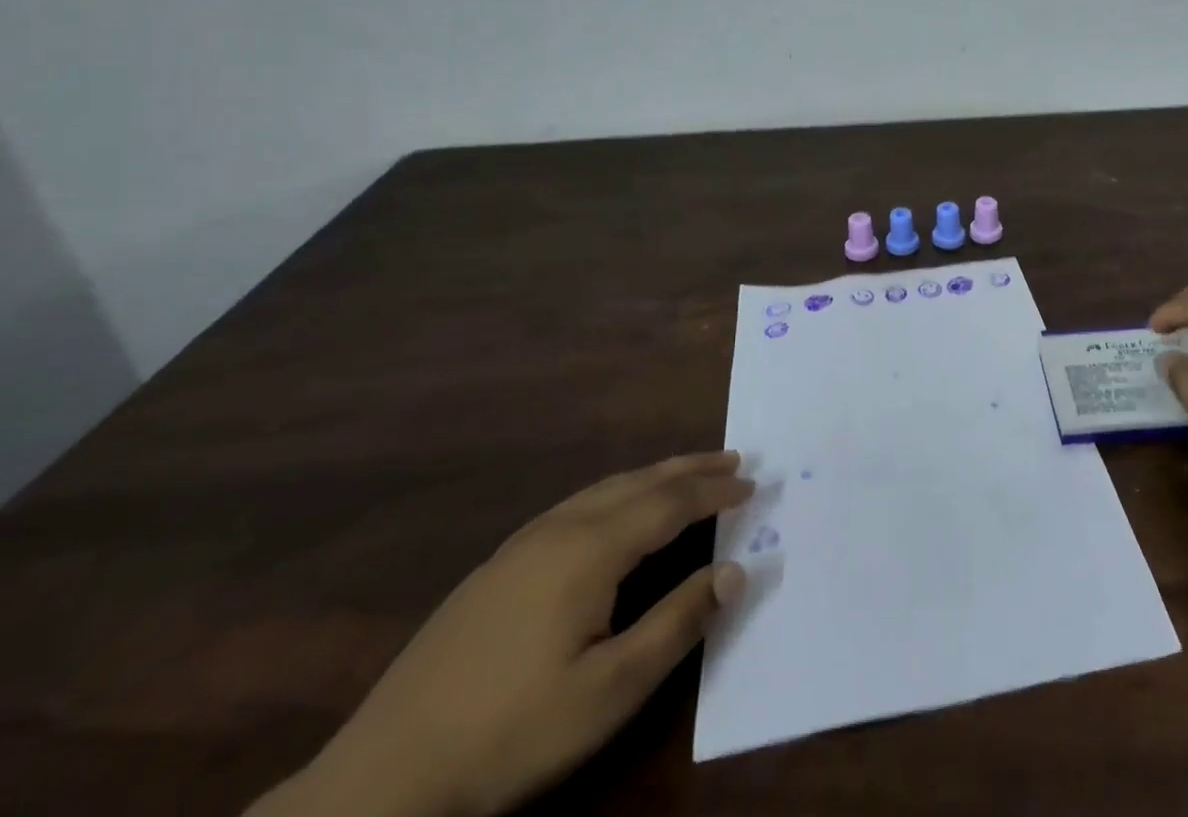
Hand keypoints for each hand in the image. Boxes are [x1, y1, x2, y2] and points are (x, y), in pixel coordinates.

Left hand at [249, 452, 753, 816]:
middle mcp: (560, 528)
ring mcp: (523, 544)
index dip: (714, 492)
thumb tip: (737, 570)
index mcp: (590, 549)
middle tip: (733, 459)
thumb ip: (678, 622)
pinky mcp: (499, 565)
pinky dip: (618, 492)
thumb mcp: (610, 691)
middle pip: (639, 482)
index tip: (754, 483)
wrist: (383, 778)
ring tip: (687, 474)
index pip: (669, 503)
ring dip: (654, 476)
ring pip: (605, 488)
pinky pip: (578, 504)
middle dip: (690, 469)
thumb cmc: (510, 733)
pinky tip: (617, 510)